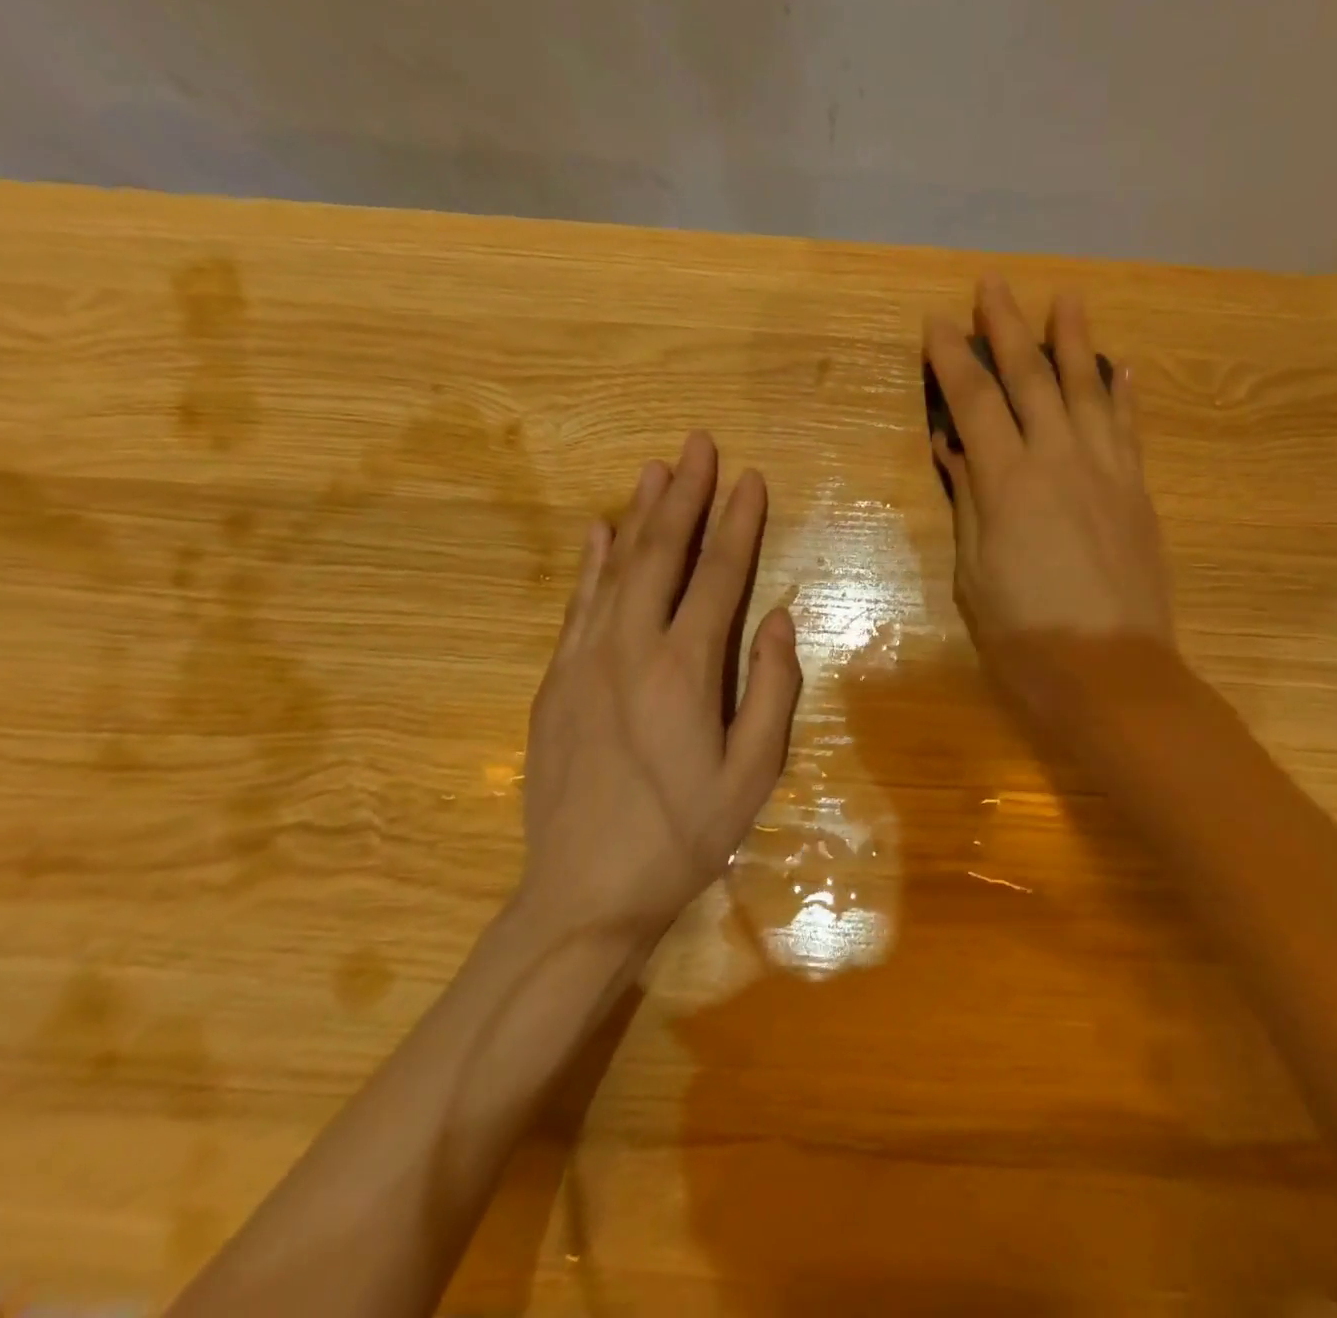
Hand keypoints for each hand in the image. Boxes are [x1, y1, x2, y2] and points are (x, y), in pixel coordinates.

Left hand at [516, 432, 801, 945]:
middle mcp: (630, 649)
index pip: (718, 576)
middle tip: (698, 444)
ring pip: (616, 569)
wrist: (584, 892)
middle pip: (661, 554)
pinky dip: (593, 563)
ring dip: (640, 514)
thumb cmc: (684, 835)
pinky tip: (599, 532)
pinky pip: (578, 605)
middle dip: (685, 495)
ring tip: (656, 468)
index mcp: (685, 670)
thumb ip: (772, 688)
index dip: (738, 523)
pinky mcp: (555, 681)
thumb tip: (781, 618)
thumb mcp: (753, 772)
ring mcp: (583, 661)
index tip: (750, 479)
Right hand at [926, 279, 1173, 671]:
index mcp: (1009, 483)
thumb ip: (970, 504)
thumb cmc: (1026, 636)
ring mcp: (1107, 473)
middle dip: (1009, 329)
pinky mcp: (1137, 494)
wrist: (1111, 674)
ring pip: (1089, 390)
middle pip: (1032, 380)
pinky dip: (1123, 394)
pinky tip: (1121, 368)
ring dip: (1075, 341)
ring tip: (1066, 299)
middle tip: (993, 285)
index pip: (975, 403)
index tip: (937, 323)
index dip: (953, 360)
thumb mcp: (976, 575)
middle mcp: (1059, 461)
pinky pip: (1129, 430)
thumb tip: (955, 449)